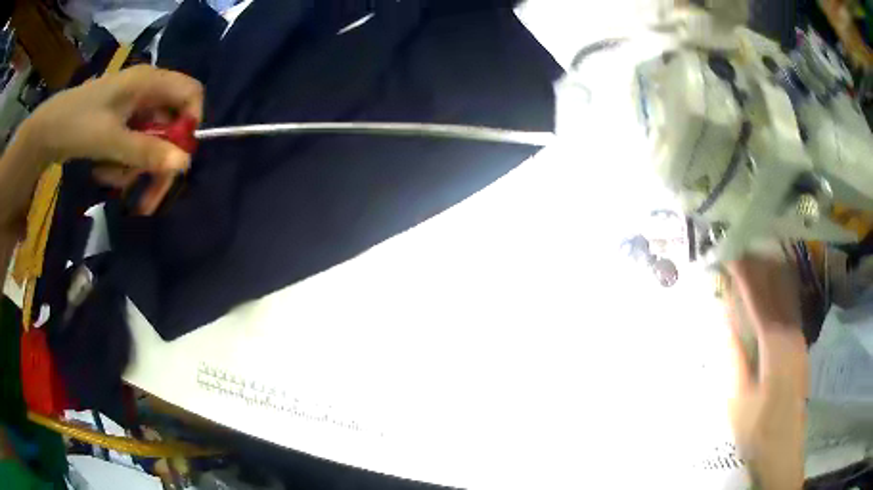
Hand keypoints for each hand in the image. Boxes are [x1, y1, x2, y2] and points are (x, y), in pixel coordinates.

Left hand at [15, 65, 203, 213]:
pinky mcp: (119, 122)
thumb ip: (146, 151)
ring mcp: (131, 108)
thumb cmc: (77, 125)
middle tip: (148, 196)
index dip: (192, 122)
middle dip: (158, 161)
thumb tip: (184, 165)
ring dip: (134, 167)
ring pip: (150, 141)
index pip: (191, 93)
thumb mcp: (110, 140)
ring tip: (110, 177)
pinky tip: (104, 170)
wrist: (47, 131)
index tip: (178, 156)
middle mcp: (145, 91)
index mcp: (148, 82)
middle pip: (170, 124)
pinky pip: (133, 146)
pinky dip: (122, 165)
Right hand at [724, 258, 807, 489]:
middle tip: (741, 253)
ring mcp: (799, 338)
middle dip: (759, 267)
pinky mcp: (801, 347)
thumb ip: (733, 355)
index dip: (744, 275)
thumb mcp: (737, 397)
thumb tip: (724, 320)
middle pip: (777, 288)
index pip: (758, 297)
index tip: (730, 256)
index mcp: (774, 342)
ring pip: (787, 294)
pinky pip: (791, 308)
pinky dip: (780, 292)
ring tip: (756, 263)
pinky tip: (774, 290)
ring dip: (771, 276)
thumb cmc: (757, 427)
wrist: (783, 448)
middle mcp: (791, 331)